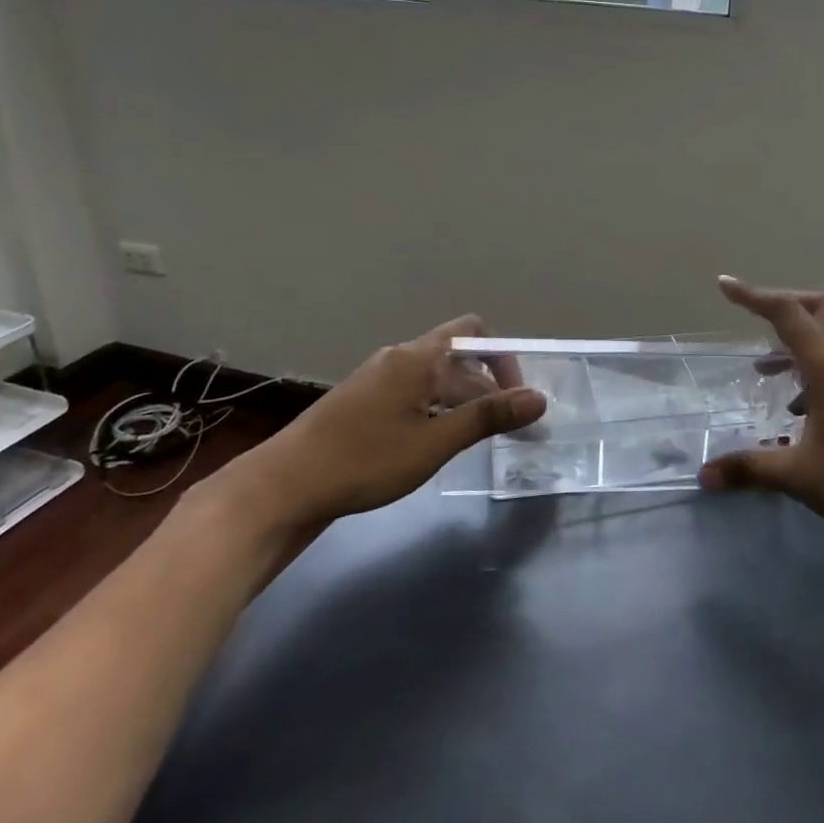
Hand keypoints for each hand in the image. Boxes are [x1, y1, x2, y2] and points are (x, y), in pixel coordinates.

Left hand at [208, 315, 545, 542]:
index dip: (503, 360)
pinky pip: (413, 391)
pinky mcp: (363, 401)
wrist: (284, 487)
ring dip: (461, 398)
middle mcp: (398, 358)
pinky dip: (436, 407)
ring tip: (473, 437)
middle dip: (486, 384)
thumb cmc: (365, 461)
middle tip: (503, 425)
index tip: (515, 400)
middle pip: (457, 355)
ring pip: (434, 376)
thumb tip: (539, 399)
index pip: (475, 335)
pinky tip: (434, 441)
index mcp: (417, 358)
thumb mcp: (435, 442)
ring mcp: (377, 378)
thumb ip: (488, 417)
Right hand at [701, 278, 823, 552]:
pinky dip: (814, 375)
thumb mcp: (799, 475)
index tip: (725, 285)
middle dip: (785, 307)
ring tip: (765, 373)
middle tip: (755, 323)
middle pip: (820, 310)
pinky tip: (800, 414)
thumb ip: (750, 469)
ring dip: (797, 346)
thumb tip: (704, 475)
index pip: (787, 314)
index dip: (753, 296)